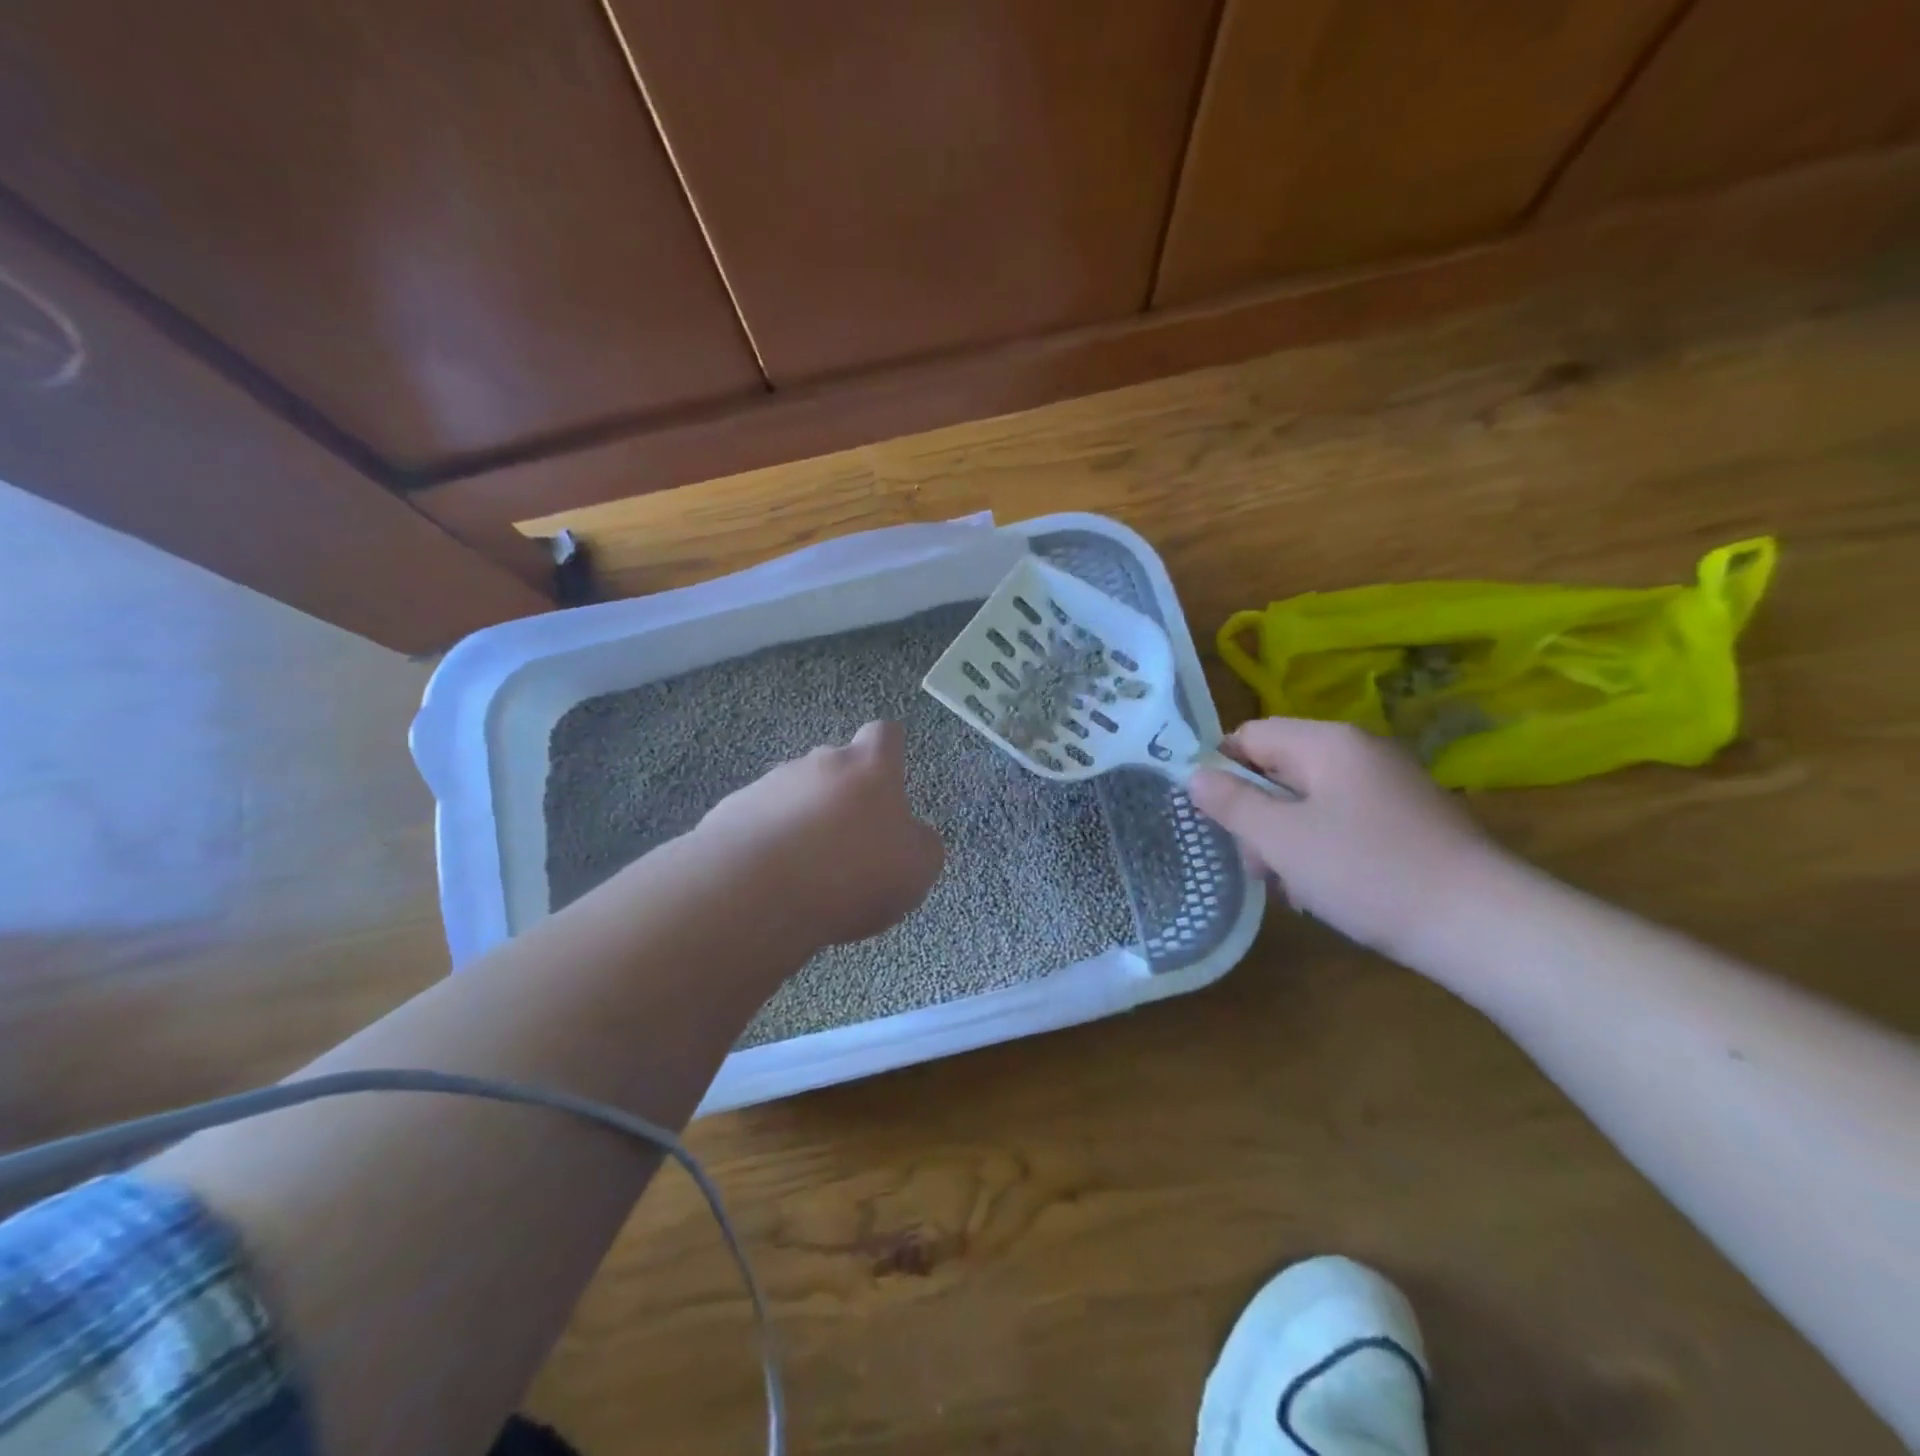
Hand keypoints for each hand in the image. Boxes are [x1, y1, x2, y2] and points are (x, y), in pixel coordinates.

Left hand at [697, 720, 944, 947]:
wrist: (754, 895)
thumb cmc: (852, 875)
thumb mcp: (917, 870)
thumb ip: (921, 844)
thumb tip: (912, 836)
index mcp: (869, 768)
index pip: (885, 735)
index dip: (890, 751)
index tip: (891, 778)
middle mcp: (818, 763)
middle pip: (836, 766)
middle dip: (844, 796)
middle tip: (850, 844)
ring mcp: (769, 784)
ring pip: (796, 795)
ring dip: (804, 821)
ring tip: (806, 873)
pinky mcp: (729, 813)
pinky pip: (759, 822)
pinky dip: (769, 843)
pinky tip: (770, 882)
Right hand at [1188, 718, 1505, 960]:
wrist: (1482, 925)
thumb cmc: (1367, 871)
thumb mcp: (1281, 839)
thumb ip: (1231, 803)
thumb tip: (1194, 774)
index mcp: (1327, 743)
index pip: (1250, 735)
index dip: (1222, 770)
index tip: (1214, 817)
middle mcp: (1359, 752)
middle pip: (1279, 768)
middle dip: (1257, 815)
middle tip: (1257, 865)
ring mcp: (1389, 785)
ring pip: (1309, 800)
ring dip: (1287, 839)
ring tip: (1293, 887)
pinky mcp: (1408, 819)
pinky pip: (1343, 821)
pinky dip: (1323, 849)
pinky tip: (1327, 891)